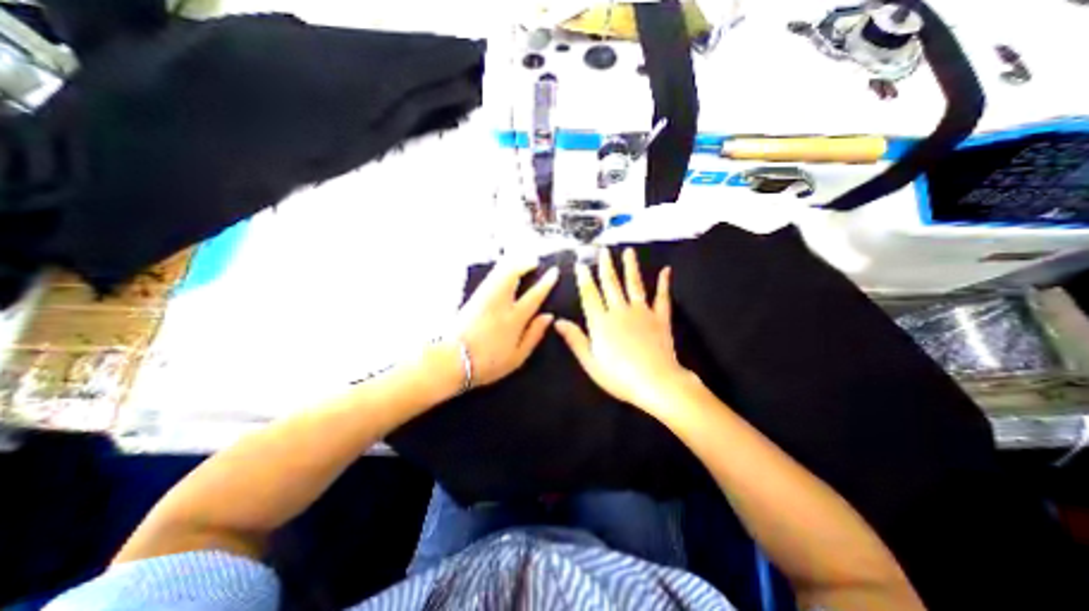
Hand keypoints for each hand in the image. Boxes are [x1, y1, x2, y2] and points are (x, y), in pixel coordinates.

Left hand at [451, 258, 556, 386]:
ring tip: (519, 263)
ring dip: (511, 264)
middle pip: (512, 275)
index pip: (534, 295)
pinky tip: (502, 272)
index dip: (545, 283)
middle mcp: (499, 304)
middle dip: (524, 264)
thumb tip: (548, 316)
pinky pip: (489, 279)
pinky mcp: (472, 299)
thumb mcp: (518, 356)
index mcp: (514, 319)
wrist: (452, 361)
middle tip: (533, 261)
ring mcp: (484, 299)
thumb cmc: (488, 363)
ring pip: (499, 273)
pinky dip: (499, 271)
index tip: (553, 272)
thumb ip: (534, 334)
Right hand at [556, 247, 691, 414]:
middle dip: (605, 266)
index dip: (585, 279)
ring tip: (628, 251)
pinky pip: (662, 297)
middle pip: (611, 284)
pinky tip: (666, 271)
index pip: (590, 295)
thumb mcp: (590, 362)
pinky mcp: (660, 318)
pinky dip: (664, 284)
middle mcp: (620, 311)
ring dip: (630, 267)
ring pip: (634, 284)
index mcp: (601, 322)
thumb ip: (575, 340)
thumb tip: (557, 321)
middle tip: (603, 250)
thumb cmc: (619, 376)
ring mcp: (642, 312)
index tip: (581, 264)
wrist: (656, 383)